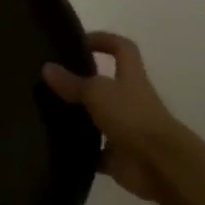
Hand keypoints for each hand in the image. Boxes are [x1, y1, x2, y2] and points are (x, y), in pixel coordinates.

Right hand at [43, 32, 185, 200]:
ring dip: (77, 117)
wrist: (160, 165)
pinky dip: (79, 151)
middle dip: (81, 81)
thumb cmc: (132, 117)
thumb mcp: (98, 92)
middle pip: (105, 84)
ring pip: (97, 118)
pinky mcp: (117, 156)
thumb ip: (72, 82)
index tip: (79, 41)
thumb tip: (46, 67)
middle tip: (50, 80)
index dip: (104, 40)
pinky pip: (94, 152)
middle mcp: (129, 100)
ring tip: (44, 112)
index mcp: (130, 77)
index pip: (122, 48)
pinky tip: (55, 147)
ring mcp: (124, 129)